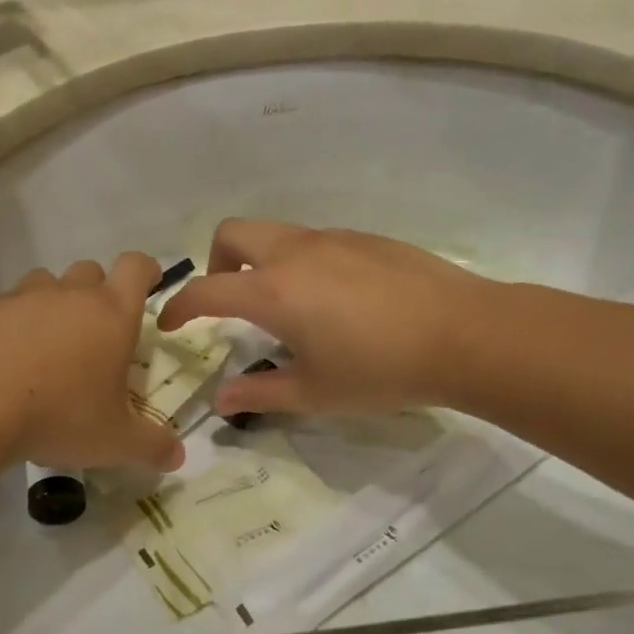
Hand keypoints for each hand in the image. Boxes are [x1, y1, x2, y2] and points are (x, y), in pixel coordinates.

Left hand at [0, 253, 185, 472]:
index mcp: (109, 315)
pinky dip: (4, 325)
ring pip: (42, 285)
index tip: (150, 282)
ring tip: (43, 348)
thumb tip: (178, 457)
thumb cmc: (56, 415)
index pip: (136, 268)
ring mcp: (16, 298)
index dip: (146, 270)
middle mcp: (65, 296)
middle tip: (94, 332)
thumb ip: (150, 446)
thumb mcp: (112, 441)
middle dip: (96, 292)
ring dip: (49, 306)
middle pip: (88, 271)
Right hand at [156, 220, 493, 418]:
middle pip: (232, 233)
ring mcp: (332, 238)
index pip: (206, 290)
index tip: (169, 324)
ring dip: (260, 260)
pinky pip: (314, 240)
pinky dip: (300, 261)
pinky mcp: (365, 238)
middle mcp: (294, 253)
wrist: (464, 334)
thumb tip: (223, 400)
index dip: (178, 307)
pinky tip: (334, 300)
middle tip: (230, 302)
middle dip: (216, 263)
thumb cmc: (381, 370)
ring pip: (275, 233)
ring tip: (285, 305)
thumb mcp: (315, 393)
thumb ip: (260, 393)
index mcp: (273, 291)